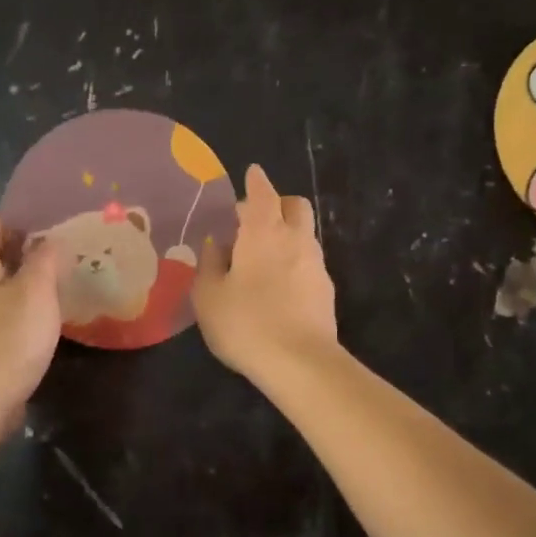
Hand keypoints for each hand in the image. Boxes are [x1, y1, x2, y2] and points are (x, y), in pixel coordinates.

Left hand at [0, 215, 61, 409]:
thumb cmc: (8, 337)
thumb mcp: (36, 290)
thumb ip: (46, 260)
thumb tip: (51, 242)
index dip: (19, 221)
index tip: (52, 226)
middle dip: (23, 249)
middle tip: (59, 253)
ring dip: (22, 280)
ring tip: (56, 283)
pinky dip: (18, 306)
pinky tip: (41, 317)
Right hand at [193, 164, 336, 379]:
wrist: (300, 363)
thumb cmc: (245, 323)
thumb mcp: (209, 295)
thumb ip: (210, 264)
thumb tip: (216, 244)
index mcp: (263, 232)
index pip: (262, 193)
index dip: (256, 181)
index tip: (252, 173)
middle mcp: (295, 239)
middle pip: (294, 205)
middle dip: (276, 203)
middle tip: (252, 220)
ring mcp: (316, 264)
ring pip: (304, 234)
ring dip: (285, 234)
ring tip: (260, 257)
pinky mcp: (326, 290)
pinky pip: (308, 261)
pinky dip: (293, 261)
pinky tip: (276, 285)